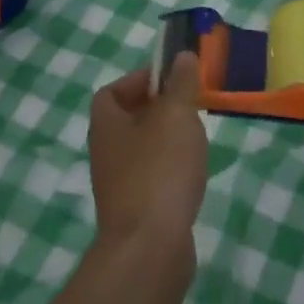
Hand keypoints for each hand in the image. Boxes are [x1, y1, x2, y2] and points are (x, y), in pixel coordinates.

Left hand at [87, 53, 209, 250]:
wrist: (150, 247)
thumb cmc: (160, 169)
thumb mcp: (176, 114)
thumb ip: (181, 83)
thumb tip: (182, 56)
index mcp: (106, 123)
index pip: (113, 90)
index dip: (140, 79)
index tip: (172, 78)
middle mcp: (105, 152)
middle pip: (129, 119)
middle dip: (160, 108)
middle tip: (192, 105)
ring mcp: (118, 184)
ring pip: (144, 149)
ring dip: (169, 140)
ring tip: (198, 137)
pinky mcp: (136, 210)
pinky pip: (154, 177)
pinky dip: (172, 170)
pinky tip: (194, 173)